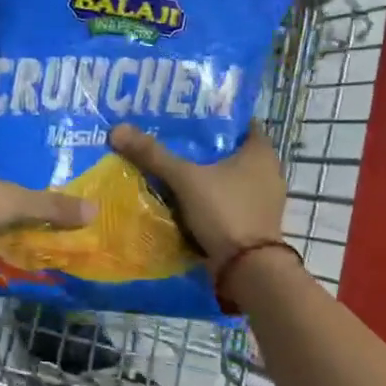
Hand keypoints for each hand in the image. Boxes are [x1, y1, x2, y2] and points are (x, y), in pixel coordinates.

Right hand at [108, 122, 287, 265]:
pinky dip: (209, 198)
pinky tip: (184, 199)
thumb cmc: (225, 212)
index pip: (239, 122)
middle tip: (169, 139)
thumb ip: (153, 155)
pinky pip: (227, 201)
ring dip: (204, 175)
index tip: (186, 115)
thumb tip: (118, 130)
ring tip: (171, 168)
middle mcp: (268, 171)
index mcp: (261, 151)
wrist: (247, 270)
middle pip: (230, 151)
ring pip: (228, 178)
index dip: (214, 116)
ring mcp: (262, 200)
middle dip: (202, 147)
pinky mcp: (253, 222)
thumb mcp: (185, 179)